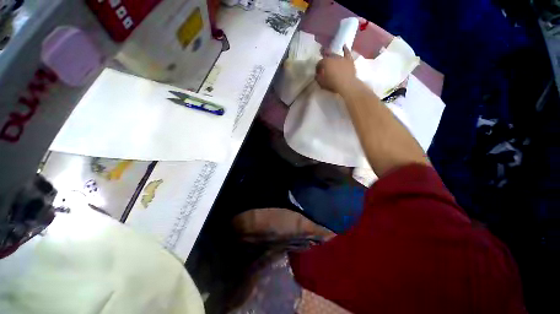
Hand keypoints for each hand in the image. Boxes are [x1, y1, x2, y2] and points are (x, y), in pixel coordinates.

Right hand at [315, 46, 357, 93]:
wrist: (347, 85)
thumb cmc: (333, 85)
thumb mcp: (322, 84)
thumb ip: (318, 78)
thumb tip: (316, 75)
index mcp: (325, 63)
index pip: (319, 63)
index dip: (318, 68)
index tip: (317, 73)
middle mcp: (333, 58)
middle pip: (327, 57)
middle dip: (324, 61)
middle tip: (323, 66)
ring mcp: (342, 58)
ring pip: (335, 55)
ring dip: (332, 56)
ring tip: (330, 57)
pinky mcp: (349, 60)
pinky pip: (347, 52)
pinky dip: (345, 49)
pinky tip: (344, 46)